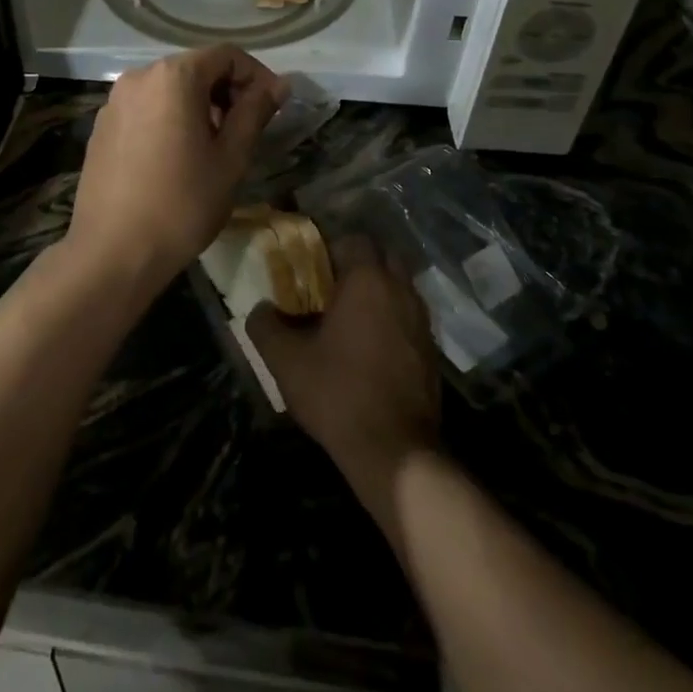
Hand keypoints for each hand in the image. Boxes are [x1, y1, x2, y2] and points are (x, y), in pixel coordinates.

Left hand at [67, 46, 287, 288]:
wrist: (113, 251)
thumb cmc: (182, 203)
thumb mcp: (231, 157)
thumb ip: (255, 111)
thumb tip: (278, 84)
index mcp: (173, 76)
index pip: (226, 55)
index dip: (256, 76)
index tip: (271, 109)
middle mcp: (139, 76)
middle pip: (195, 68)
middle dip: (226, 91)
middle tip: (244, 132)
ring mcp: (114, 101)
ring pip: (169, 89)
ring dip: (198, 106)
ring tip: (212, 148)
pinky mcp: (101, 126)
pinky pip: (146, 108)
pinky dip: (169, 119)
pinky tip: (175, 158)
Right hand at [247, 236, 440, 505]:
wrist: (394, 451)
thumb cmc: (337, 393)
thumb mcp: (285, 360)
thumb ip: (265, 325)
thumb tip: (260, 309)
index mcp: (367, 281)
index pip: (354, 240)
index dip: (331, 248)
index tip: (312, 270)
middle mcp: (400, 290)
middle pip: (383, 257)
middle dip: (359, 264)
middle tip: (331, 288)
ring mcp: (422, 321)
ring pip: (400, 287)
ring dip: (378, 292)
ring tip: (349, 318)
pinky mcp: (432, 351)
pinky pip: (409, 317)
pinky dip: (392, 319)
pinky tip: (370, 348)